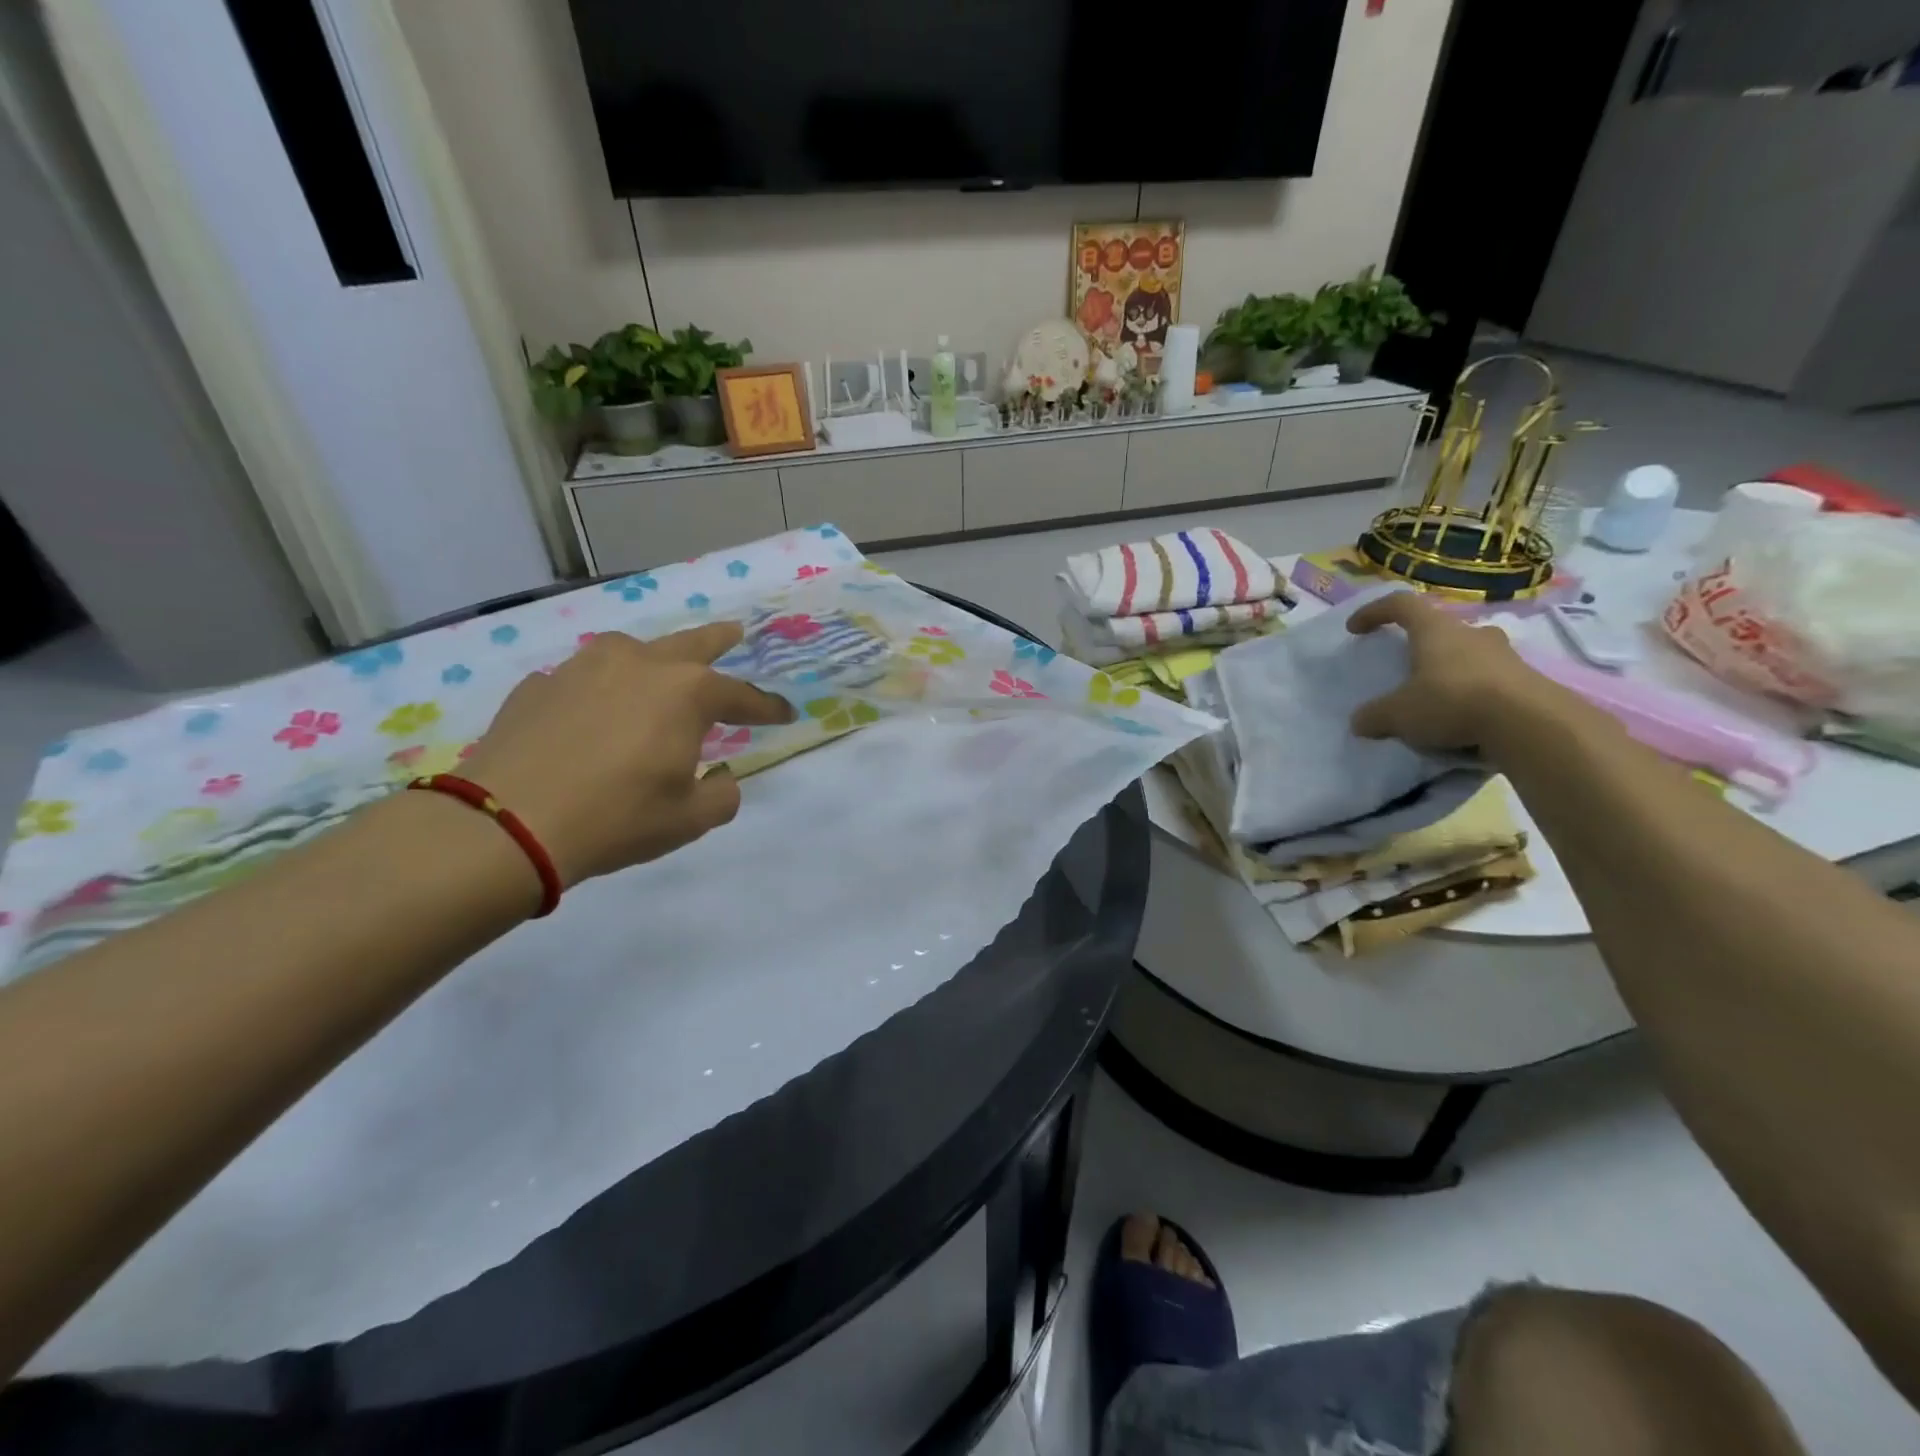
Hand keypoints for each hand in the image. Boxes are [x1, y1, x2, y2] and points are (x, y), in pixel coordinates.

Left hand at [458, 623, 792, 887]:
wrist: (508, 823)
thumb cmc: (618, 817)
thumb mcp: (690, 819)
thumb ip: (722, 795)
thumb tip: (720, 778)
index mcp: (686, 693)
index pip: (742, 696)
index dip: (768, 707)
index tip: (786, 713)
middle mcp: (639, 664)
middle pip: (690, 644)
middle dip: (719, 639)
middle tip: (736, 632)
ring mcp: (582, 668)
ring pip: (629, 650)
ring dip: (652, 658)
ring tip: (656, 671)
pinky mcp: (539, 686)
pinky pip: (581, 679)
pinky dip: (596, 691)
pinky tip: (590, 712)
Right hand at [1347, 593, 1560, 753]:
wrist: (1531, 724)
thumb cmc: (1452, 702)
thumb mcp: (1398, 715)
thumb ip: (1374, 716)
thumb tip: (1360, 721)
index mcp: (1435, 630)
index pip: (1401, 604)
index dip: (1374, 612)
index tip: (1355, 629)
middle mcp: (1471, 633)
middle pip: (1440, 629)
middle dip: (1421, 645)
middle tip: (1407, 668)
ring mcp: (1504, 655)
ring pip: (1469, 654)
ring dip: (1450, 670)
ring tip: (1436, 699)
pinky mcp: (1527, 680)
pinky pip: (1490, 680)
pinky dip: (1473, 694)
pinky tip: (1464, 720)